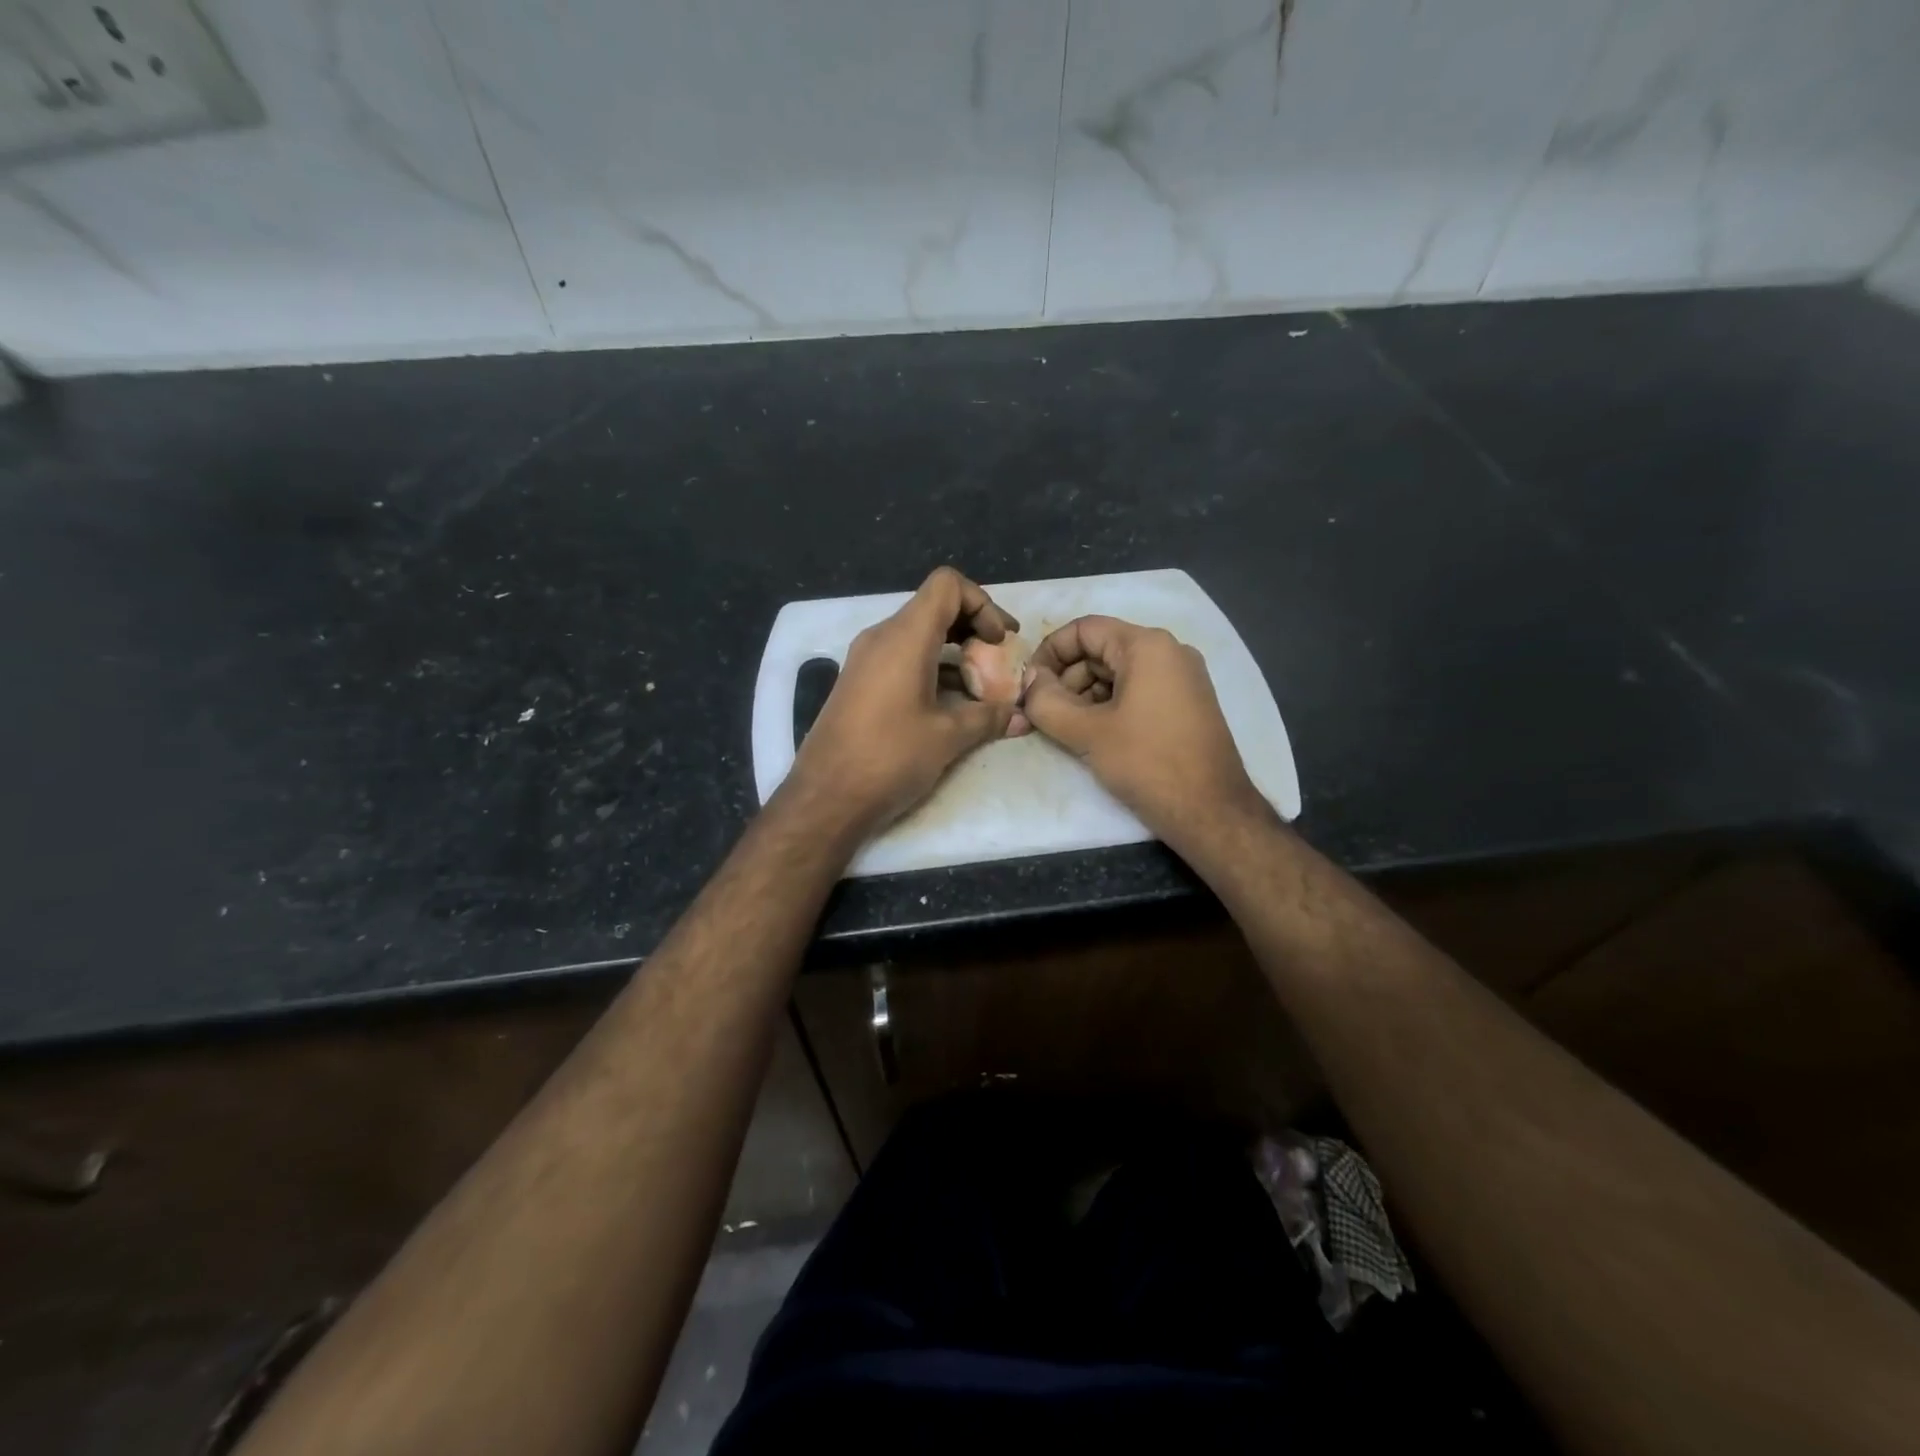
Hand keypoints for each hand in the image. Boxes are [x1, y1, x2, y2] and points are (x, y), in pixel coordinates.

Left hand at [786, 567, 1019, 836]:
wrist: (826, 797)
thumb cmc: (889, 757)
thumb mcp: (948, 737)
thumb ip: (989, 717)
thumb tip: (1022, 716)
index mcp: (904, 637)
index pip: (947, 585)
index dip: (982, 603)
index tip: (999, 642)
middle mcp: (881, 638)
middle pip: (934, 608)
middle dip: (973, 629)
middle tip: (997, 663)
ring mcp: (866, 660)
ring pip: (918, 636)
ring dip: (953, 654)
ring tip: (980, 691)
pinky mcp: (859, 684)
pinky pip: (902, 659)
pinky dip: (931, 670)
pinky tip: (950, 707)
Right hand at [1022, 615, 1268, 849]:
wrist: (1211, 812)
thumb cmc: (1147, 763)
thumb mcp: (1087, 732)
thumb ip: (1047, 701)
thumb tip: (1029, 682)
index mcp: (1147, 646)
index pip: (1084, 629)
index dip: (1049, 653)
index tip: (1029, 686)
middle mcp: (1168, 652)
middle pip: (1100, 651)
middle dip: (1064, 679)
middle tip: (1039, 714)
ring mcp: (1181, 679)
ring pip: (1116, 674)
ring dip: (1083, 696)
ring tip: (1061, 729)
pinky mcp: (1185, 705)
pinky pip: (1136, 691)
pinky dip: (1107, 707)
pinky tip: (1090, 735)